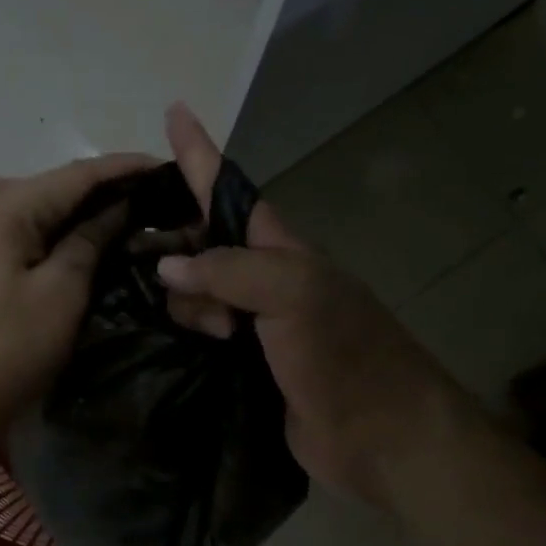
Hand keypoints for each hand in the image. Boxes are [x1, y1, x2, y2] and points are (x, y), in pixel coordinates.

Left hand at [0, 154, 152, 454]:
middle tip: (150, 203)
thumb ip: (91, 239)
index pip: (78, 174)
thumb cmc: (10, 349)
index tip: (166, 168)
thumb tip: (118, 204)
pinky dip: (43, 238)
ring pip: (33, 213)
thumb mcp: (62, 292)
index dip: (126, 169)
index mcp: (5, 204)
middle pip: (54, 190)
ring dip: (74, 217)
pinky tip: (64, 246)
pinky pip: (12, 236)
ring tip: (120, 223)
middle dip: (102, 194)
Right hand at [156, 104, 458, 504]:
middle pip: (203, 244)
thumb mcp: (292, 294)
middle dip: (177, 248)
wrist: (381, 436)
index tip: (175, 110)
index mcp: (281, 251)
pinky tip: (166, 340)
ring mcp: (256, 327)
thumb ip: (228, 271)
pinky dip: (184, 335)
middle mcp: (266, 282)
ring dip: (184, 304)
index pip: (230, 192)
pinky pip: (201, 339)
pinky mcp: (246, 370)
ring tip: (206, 332)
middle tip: (164, 277)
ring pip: (197, 295)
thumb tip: (168, 263)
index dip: (201, 154)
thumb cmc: (344, 355)